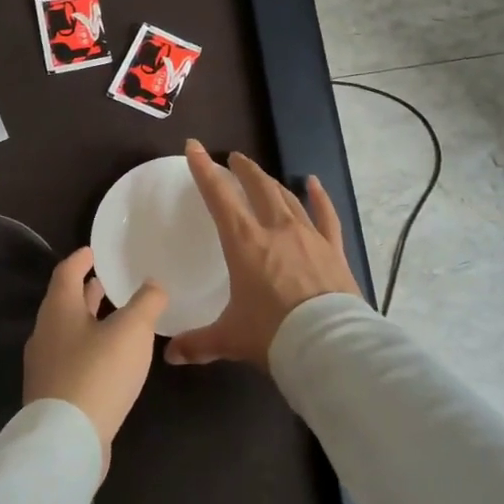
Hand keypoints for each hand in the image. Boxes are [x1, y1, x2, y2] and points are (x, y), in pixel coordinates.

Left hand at [23, 247, 167, 475]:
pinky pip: (70, 359)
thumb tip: (154, 283)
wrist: (66, 439)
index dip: (81, 259)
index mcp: (58, 309)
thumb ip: (146, 303)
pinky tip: (108, 361)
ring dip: (87, 320)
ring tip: (112, 318)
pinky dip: (88, 348)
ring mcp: (44, 365)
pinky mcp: (51, 394)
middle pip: (64, 302)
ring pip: (67, 332)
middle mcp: (45, 332)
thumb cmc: (98, 373)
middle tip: (107, 282)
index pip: (66, 272)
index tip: (93, 250)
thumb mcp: (132, 331)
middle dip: (85, 291)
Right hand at [165, 139, 362, 368]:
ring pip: (288, 197)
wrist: (330, 346)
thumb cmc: (273, 335)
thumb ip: (199, 343)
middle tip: (233, 159)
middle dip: (243, 170)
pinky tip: (314, 183)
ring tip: (262, 175)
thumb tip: (169, 355)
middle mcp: (276, 230)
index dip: (204, 170)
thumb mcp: (230, 338)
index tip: (194, 147)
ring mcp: (308, 236)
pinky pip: (326, 215)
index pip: (219, 197)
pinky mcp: (333, 249)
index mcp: (244, 243)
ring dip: (272, 182)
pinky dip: (319, 197)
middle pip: (258, 187)